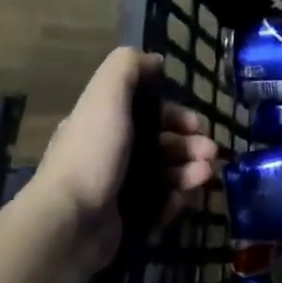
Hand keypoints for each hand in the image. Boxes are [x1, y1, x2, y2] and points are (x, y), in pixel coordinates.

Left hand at [34, 48, 220, 267]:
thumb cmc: (93, 155)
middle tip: (211, 154)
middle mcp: (111, 154)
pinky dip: (177, 200)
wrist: (71, 223)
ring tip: (205, 176)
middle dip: (192, 146)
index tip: (197, 125)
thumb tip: (154, 60)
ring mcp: (118, 189)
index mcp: (104, 125)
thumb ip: (127, 68)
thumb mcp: (106, 97)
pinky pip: (162, 205)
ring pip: (167, 174)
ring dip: (192, 171)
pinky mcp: (127, 220)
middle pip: (163, 145)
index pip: (149, 114)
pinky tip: (184, 199)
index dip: (177, 116)